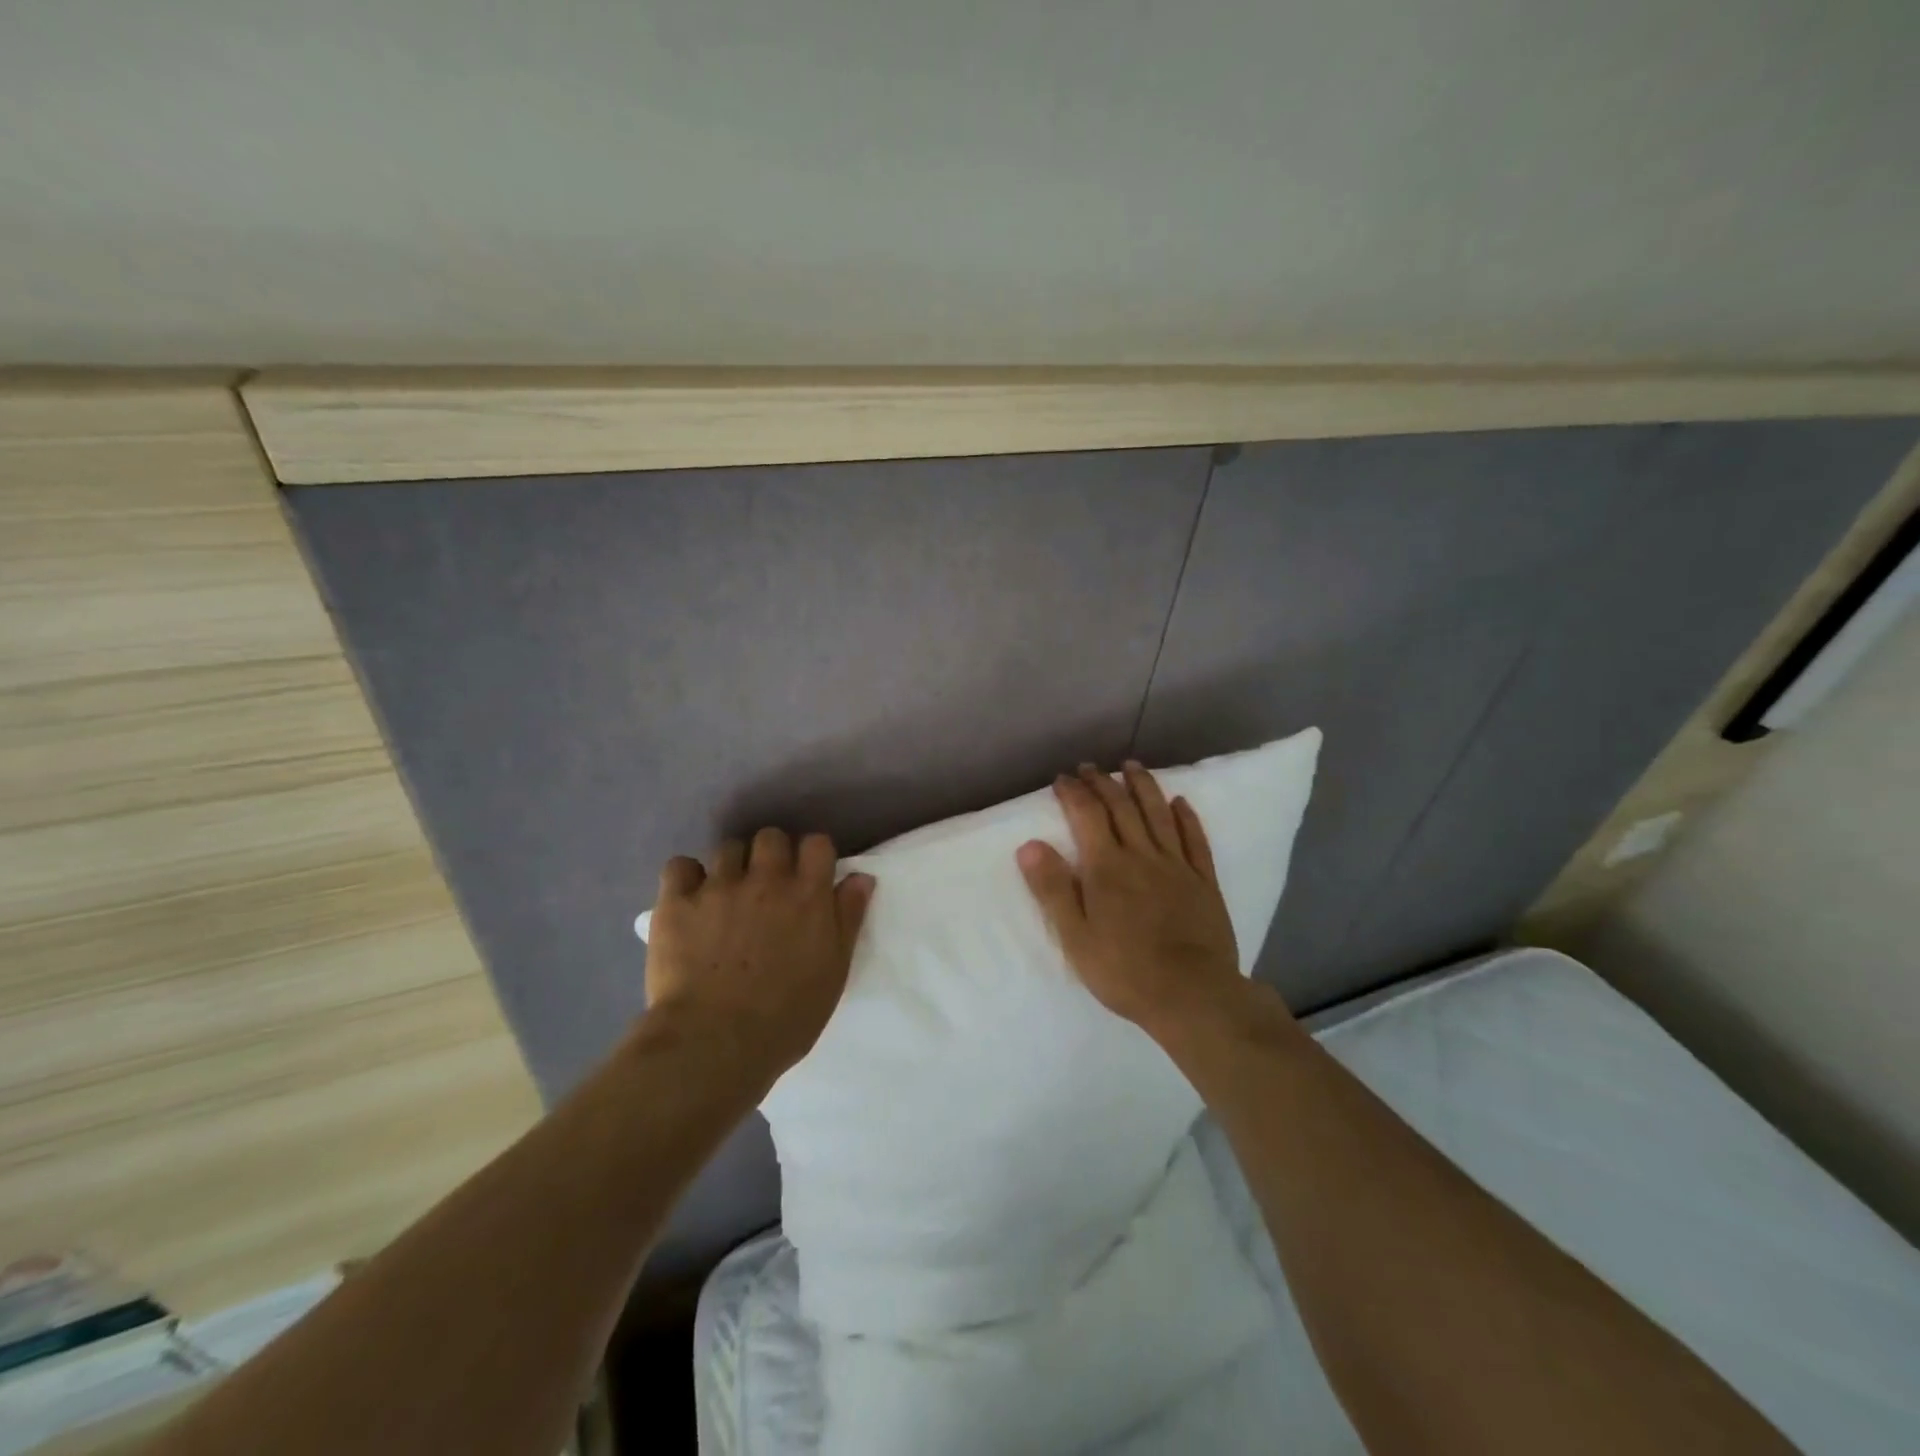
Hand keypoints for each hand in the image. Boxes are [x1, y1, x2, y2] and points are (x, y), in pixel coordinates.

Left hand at [645, 828, 875, 1079]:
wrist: (715, 1043)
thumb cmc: (786, 1017)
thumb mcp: (834, 971)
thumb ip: (848, 918)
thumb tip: (860, 877)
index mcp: (807, 895)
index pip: (817, 844)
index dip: (813, 856)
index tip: (808, 877)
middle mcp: (765, 879)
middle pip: (771, 837)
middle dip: (771, 855)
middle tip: (767, 887)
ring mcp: (719, 887)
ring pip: (728, 848)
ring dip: (733, 866)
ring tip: (726, 896)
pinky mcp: (677, 902)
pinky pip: (680, 866)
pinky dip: (686, 877)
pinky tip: (690, 899)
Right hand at [1017, 762, 1249, 1040]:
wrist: (1193, 995)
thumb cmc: (1124, 970)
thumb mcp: (1075, 937)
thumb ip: (1053, 889)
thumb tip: (1029, 845)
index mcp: (1107, 868)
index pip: (1087, 816)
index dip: (1073, 793)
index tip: (1062, 779)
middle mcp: (1142, 856)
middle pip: (1121, 807)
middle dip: (1103, 783)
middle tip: (1090, 767)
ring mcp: (1177, 866)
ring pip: (1158, 814)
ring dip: (1144, 786)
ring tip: (1132, 766)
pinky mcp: (1204, 881)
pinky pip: (1195, 840)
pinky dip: (1186, 817)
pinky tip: (1180, 802)